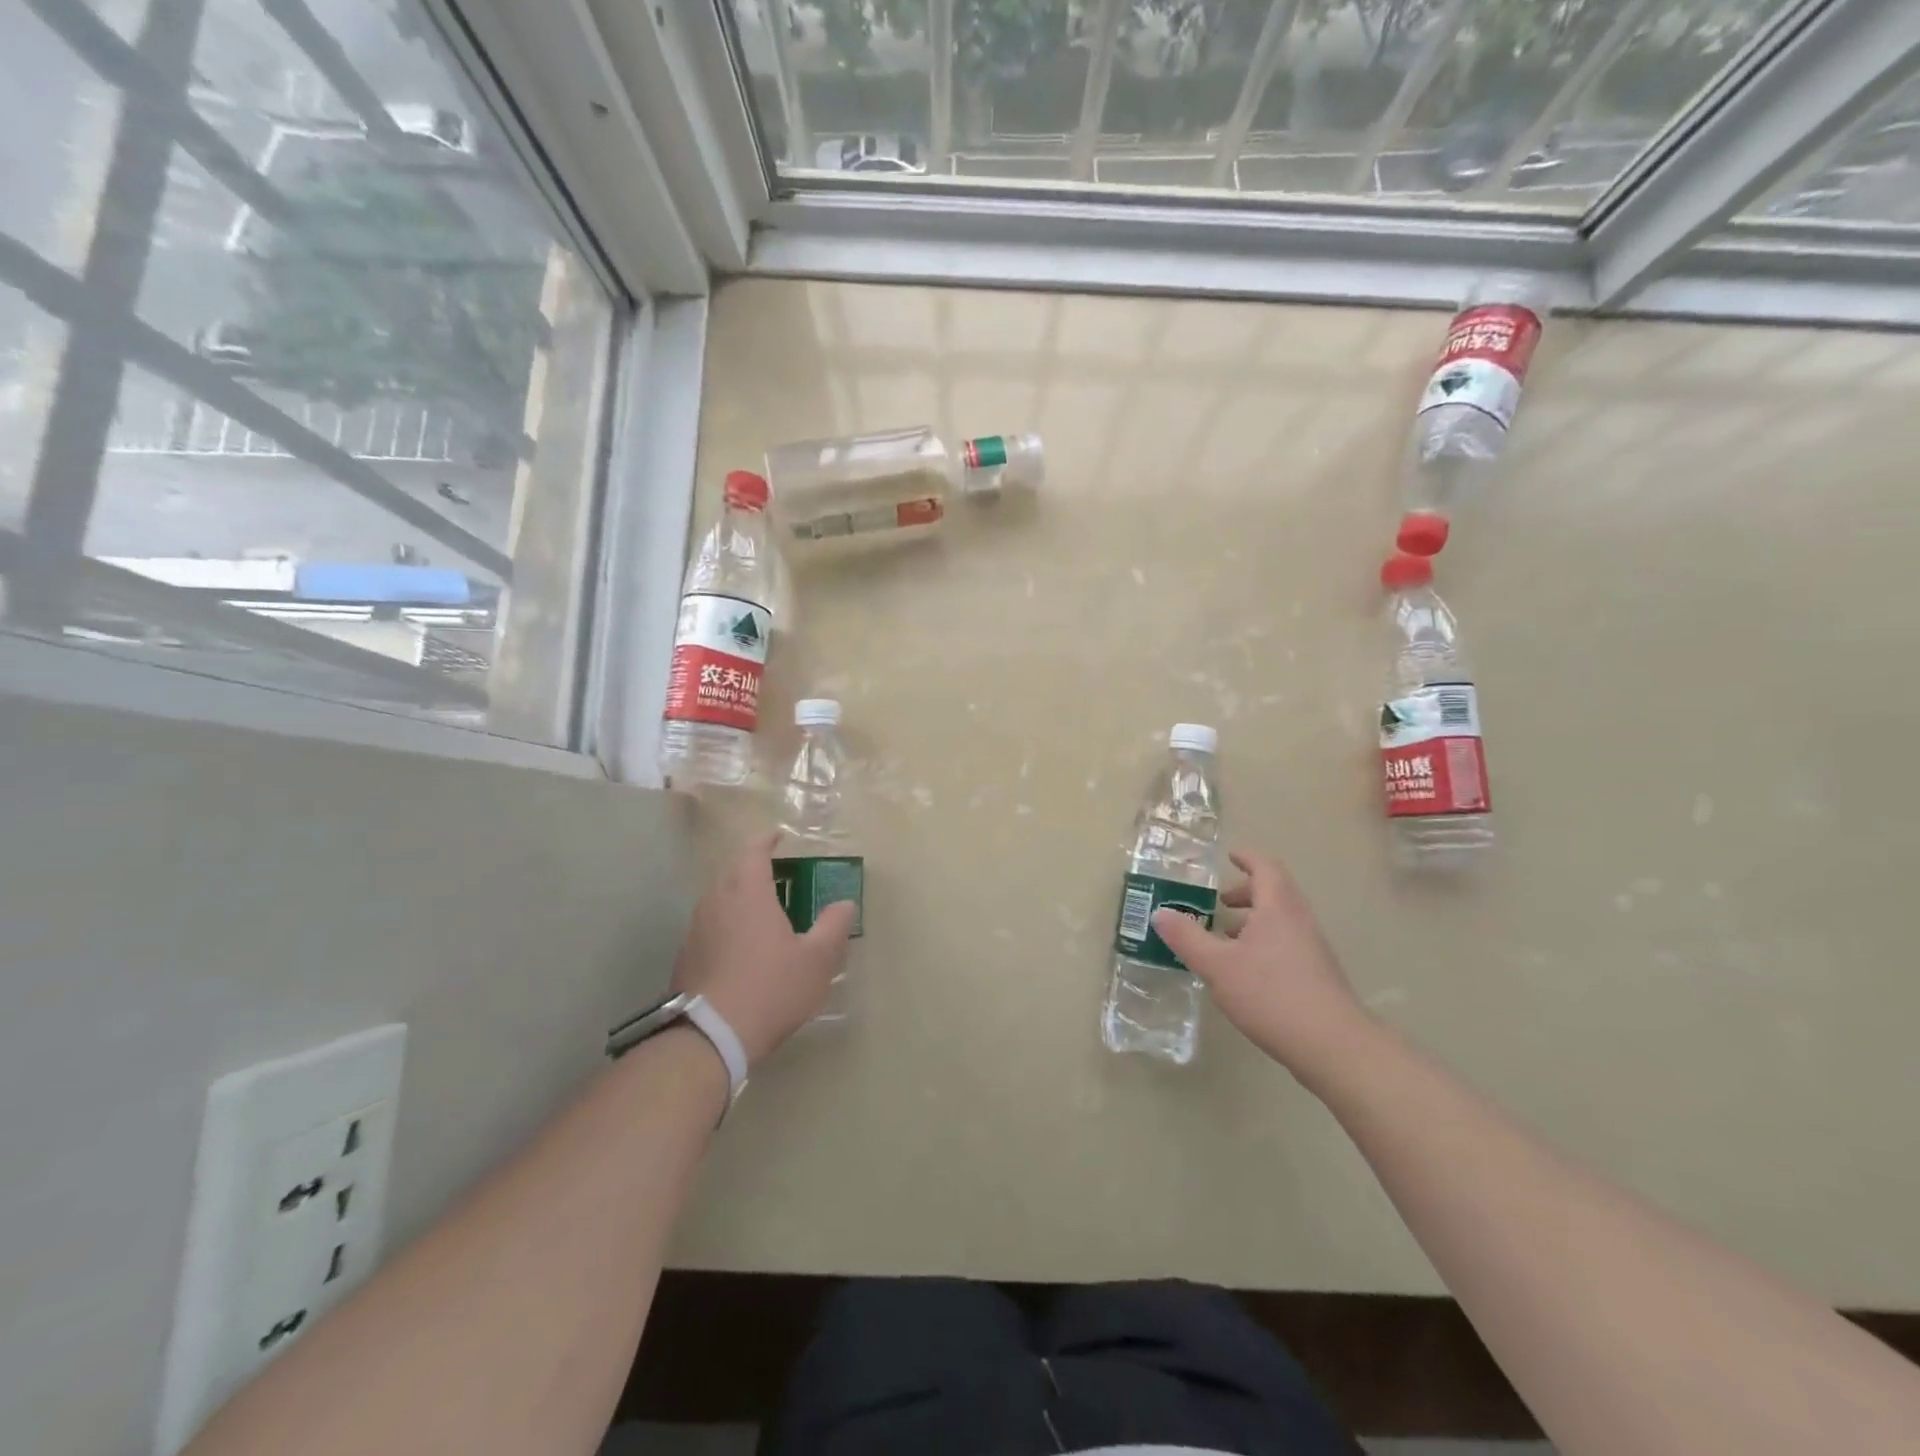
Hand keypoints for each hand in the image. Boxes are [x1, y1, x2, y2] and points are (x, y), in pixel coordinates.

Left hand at [671, 832, 856, 1065]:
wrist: (709, 1037)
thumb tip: (844, 904)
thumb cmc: (770, 989)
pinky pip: (708, 926)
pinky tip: (739, 948)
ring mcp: (695, 929)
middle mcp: (716, 902)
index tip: (777, 837)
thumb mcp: (817, 960)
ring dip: (738, 897)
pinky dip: (725, 924)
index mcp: (747, 893)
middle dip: (752, 868)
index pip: (753, 852)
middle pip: (732, 872)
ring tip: (760, 911)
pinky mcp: (685, 956)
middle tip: (776, 876)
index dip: (766, 841)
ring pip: (718, 899)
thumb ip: (834, 926)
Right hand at [1152, 849, 1374, 1086]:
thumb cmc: (1271, 994)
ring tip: (1225, 937)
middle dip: (1246, 891)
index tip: (1229, 856)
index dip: (1247, 858)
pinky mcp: (1317, 974)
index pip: (1265, 868)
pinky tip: (1245, 970)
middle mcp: (1299, 920)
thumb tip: (1160, 913)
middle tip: (1220, 901)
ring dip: (1254, 919)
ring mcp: (1313, 948)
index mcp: (1277, 908)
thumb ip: (1187, 938)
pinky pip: (1287, 942)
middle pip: (1275, 892)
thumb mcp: (1217, 965)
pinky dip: (1264, 941)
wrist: (1333, 1045)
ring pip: (1281, 919)